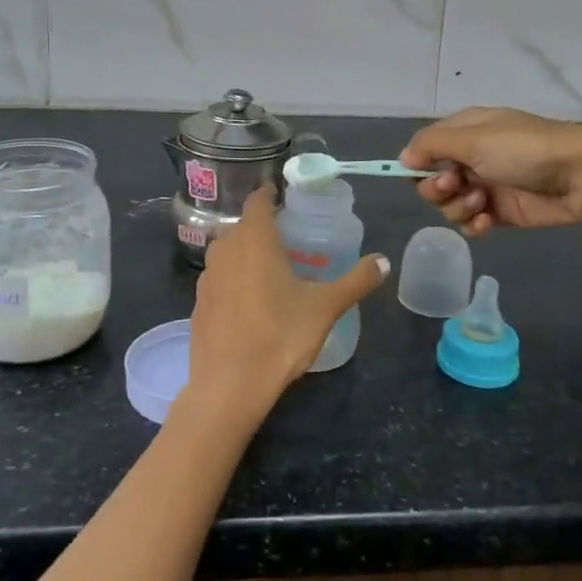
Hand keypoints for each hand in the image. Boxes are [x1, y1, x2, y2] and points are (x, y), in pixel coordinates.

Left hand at [187, 186, 389, 415]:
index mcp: (254, 240)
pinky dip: (232, 280)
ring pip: (226, 252)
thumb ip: (356, 281)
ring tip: (269, 270)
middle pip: (241, 227)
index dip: (269, 195)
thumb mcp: (325, 308)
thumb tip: (383, 261)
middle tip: (287, 239)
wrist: (229, 386)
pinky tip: (248, 302)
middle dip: (261, 227)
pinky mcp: (198, 304)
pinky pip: (218, 279)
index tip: (283, 198)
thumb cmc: (280, 336)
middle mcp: (225, 249)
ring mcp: (206, 278)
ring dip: (244, 253)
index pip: (257, 201)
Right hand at [400, 107, 581, 236]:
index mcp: (466, 131)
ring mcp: (487, 185)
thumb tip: (403, 158)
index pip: (426, 146)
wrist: (581, 175)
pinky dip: (475, 223)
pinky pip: (472, 222)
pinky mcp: (502, 212)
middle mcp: (473, 157)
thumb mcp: (473, 139)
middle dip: (437, 188)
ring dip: (458, 206)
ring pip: (450, 204)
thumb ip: (432, 146)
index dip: (417, 162)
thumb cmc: (523, 149)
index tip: (416, 174)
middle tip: (454, 186)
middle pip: (432, 179)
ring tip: (482, 202)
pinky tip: (489, 221)